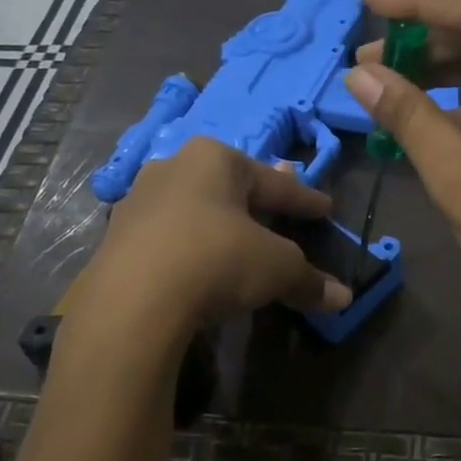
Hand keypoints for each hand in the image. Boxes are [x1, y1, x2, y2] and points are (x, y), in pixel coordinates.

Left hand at [72, 139, 352, 339]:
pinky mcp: (116, 237)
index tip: (325, 208)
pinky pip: (168, 236)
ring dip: (219, 222)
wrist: (132, 301)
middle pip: (230, 187)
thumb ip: (309, 280)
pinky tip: (198, 262)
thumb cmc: (216, 260)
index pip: (274, 183)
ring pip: (194, 208)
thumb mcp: (276, 269)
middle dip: (257, 200)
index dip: (304, 199)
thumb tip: (344, 298)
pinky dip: (190, 246)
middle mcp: (174, 168)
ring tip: (236, 236)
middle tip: (280, 209)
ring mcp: (139, 201)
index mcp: (215, 159)